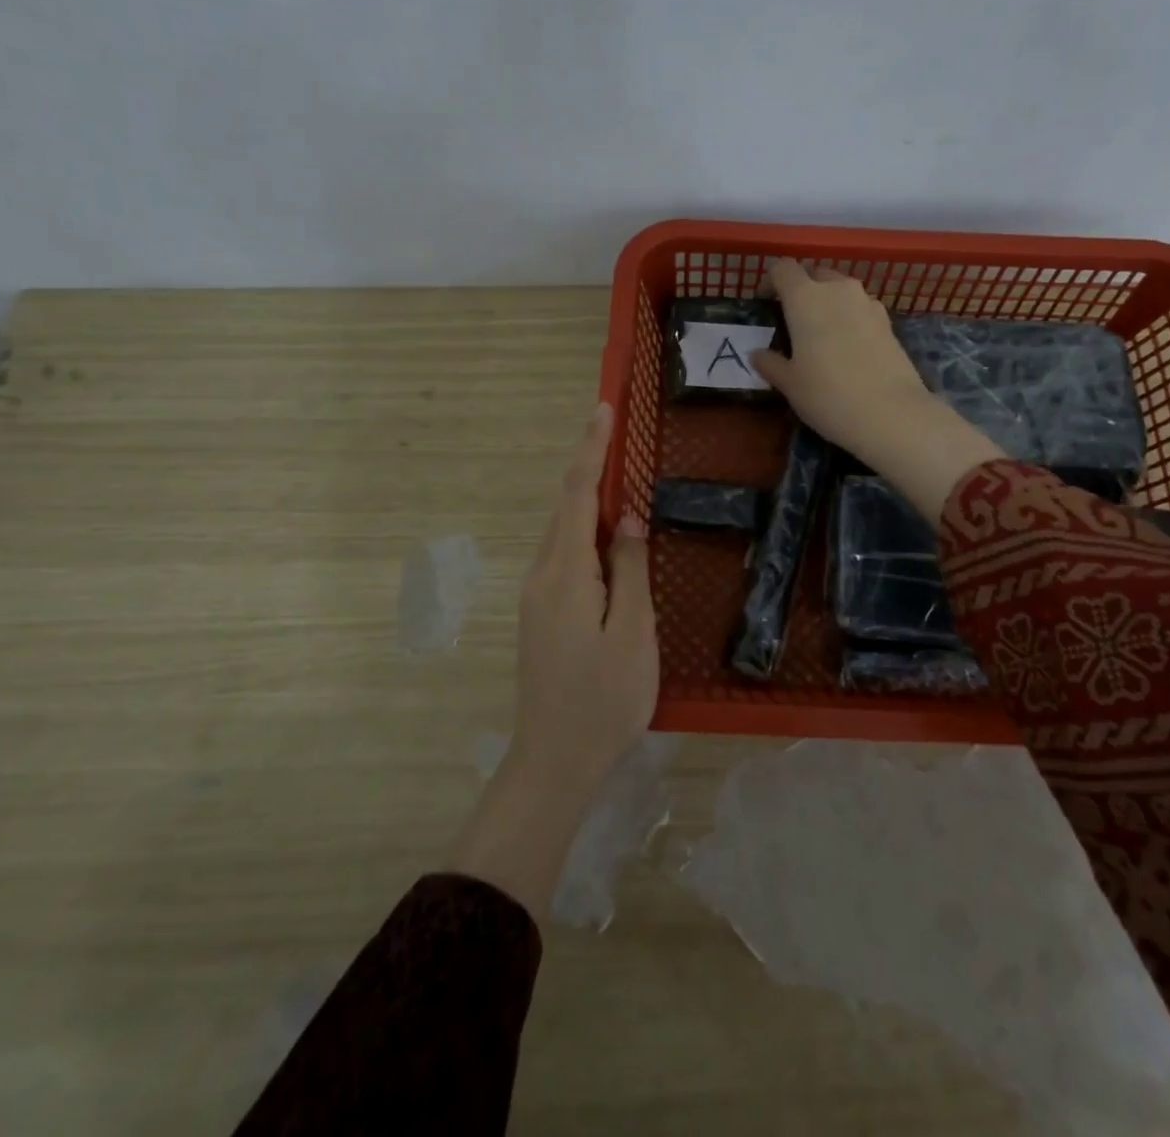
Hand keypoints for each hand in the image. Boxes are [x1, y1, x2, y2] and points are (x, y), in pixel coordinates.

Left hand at [513, 401, 657, 790]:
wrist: (554, 759)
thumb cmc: (604, 700)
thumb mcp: (633, 634)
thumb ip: (629, 570)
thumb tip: (628, 518)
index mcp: (566, 574)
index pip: (578, 496)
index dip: (592, 451)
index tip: (602, 410)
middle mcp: (542, 575)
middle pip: (566, 508)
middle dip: (590, 467)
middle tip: (616, 433)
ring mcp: (536, 595)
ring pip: (564, 531)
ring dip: (589, 499)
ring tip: (618, 475)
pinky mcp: (541, 612)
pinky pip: (564, 555)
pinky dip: (585, 530)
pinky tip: (608, 536)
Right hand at [751, 259, 1004, 519]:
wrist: (891, 414)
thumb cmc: (828, 395)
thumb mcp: (790, 384)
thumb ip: (771, 363)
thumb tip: (757, 354)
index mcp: (805, 298)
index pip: (784, 269)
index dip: (772, 281)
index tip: (767, 303)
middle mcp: (838, 290)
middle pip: (815, 274)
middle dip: (802, 289)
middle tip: (793, 320)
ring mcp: (868, 303)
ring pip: (841, 290)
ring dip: (828, 303)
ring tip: (822, 335)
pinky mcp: (889, 322)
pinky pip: (861, 309)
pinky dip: (850, 318)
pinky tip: (848, 348)